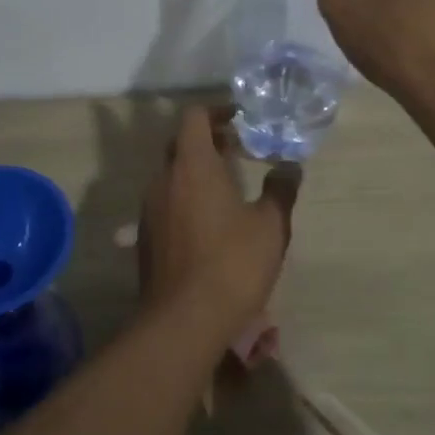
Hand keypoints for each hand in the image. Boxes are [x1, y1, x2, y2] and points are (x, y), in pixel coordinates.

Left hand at [138, 106, 300, 339]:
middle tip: (238, 150)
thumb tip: (290, 167)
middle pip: (181, 144)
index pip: (194, 117)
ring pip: (171, 175)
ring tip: (227, 186)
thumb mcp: (270, 226)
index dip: (217, 112)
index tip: (240, 121)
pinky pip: (165, 202)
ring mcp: (149, 210)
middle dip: (208, 141)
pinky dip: (185, 198)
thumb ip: (280, 190)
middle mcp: (163, 180)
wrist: (183, 322)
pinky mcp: (145, 238)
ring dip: (196, 171)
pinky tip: (209, 222)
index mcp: (192, 166)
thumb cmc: (232, 264)